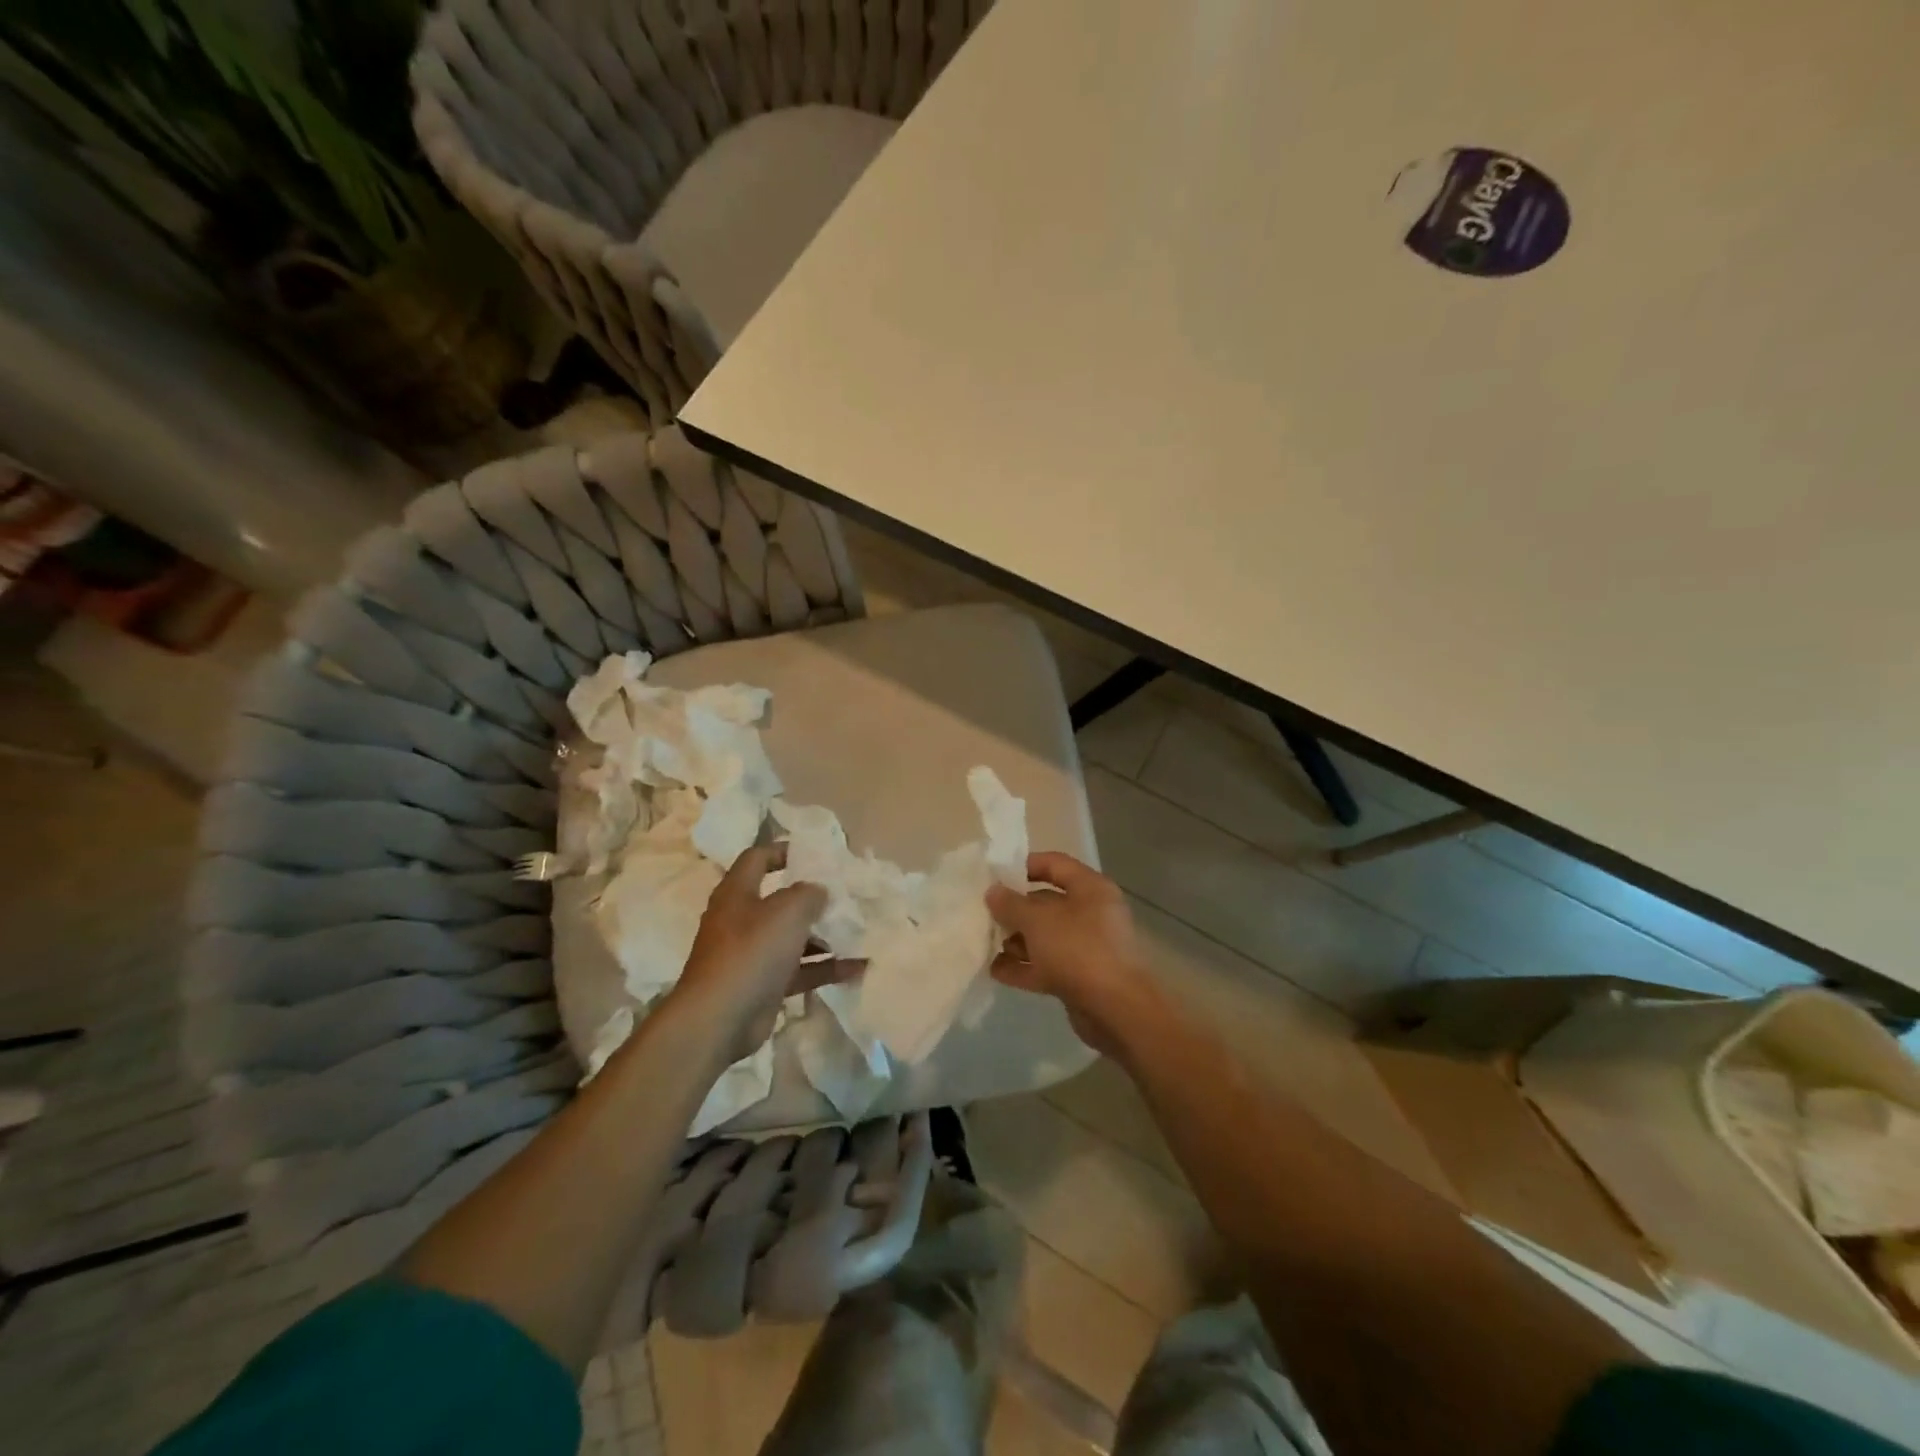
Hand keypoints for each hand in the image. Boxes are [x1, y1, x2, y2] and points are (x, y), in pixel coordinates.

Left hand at [668, 844, 860, 1063]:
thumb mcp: (786, 912)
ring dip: (824, 935)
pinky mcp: (764, 985)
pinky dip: (825, 967)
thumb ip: (808, 894)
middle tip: (847, 894)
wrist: (718, 1020)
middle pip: (780, 900)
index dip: (783, 851)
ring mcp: (752, 954)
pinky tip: (858, 968)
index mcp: (738, 893)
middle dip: (813, 898)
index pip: (757, 858)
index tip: (815, 854)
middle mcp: (742, 920)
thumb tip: (818, 890)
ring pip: (793, 937)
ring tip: (860, 931)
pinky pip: (800, 970)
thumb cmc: (750, 952)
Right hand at [985, 852, 1160, 1058]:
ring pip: (1045, 936)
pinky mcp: (1080, 977)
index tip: (995, 876)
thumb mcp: (1037, 921)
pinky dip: (1023, 966)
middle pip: (1047, 903)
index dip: (1025, 866)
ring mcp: (1086, 947)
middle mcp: (1091, 913)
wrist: (1117, 1010)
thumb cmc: (1079, 950)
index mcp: (1090, 888)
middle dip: (1015, 909)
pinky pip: (1046, 965)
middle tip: (984, 914)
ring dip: (1016, 940)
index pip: (1055, 864)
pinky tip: (995, 971)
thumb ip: (1011, 904)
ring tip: (985, 944)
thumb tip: (993, 891)